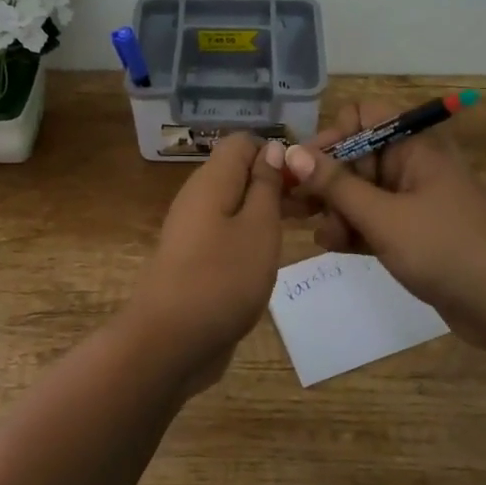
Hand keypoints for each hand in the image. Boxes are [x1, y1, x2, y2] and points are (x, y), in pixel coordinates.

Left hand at [129, 130, 286, 391]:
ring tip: (304, 229)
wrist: (170, 341)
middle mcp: (199, 198)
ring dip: (267, 211)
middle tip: (316, 207)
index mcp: (212, 180)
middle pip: (239, 173)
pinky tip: (273, 256)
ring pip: (236, 204)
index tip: (306, 179)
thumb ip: (266, 185)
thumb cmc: (222, 278)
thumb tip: (271, 148)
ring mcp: (194, 231)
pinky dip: (252, 236)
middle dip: (276, 182)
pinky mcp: (196, 260)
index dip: (276, 152)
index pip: (242, 143)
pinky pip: (228, 233)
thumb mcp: (258, 227)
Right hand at [284, 101, 485, 351]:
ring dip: (335, 209)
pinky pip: (373, 219)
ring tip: (320, 235)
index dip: (331, 136)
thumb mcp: (383, 216)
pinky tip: (333, 246)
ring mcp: (413, 200)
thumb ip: (335, 186)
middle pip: (356, 157)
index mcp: (413, 146)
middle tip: (291, 206)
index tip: (306, 167)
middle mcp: (411, 165)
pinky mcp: (413, 232)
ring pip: (360, 191)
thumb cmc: (445, 248)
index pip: (362, 117)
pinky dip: (353, 228)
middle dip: (324, 180)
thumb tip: (292, 153)